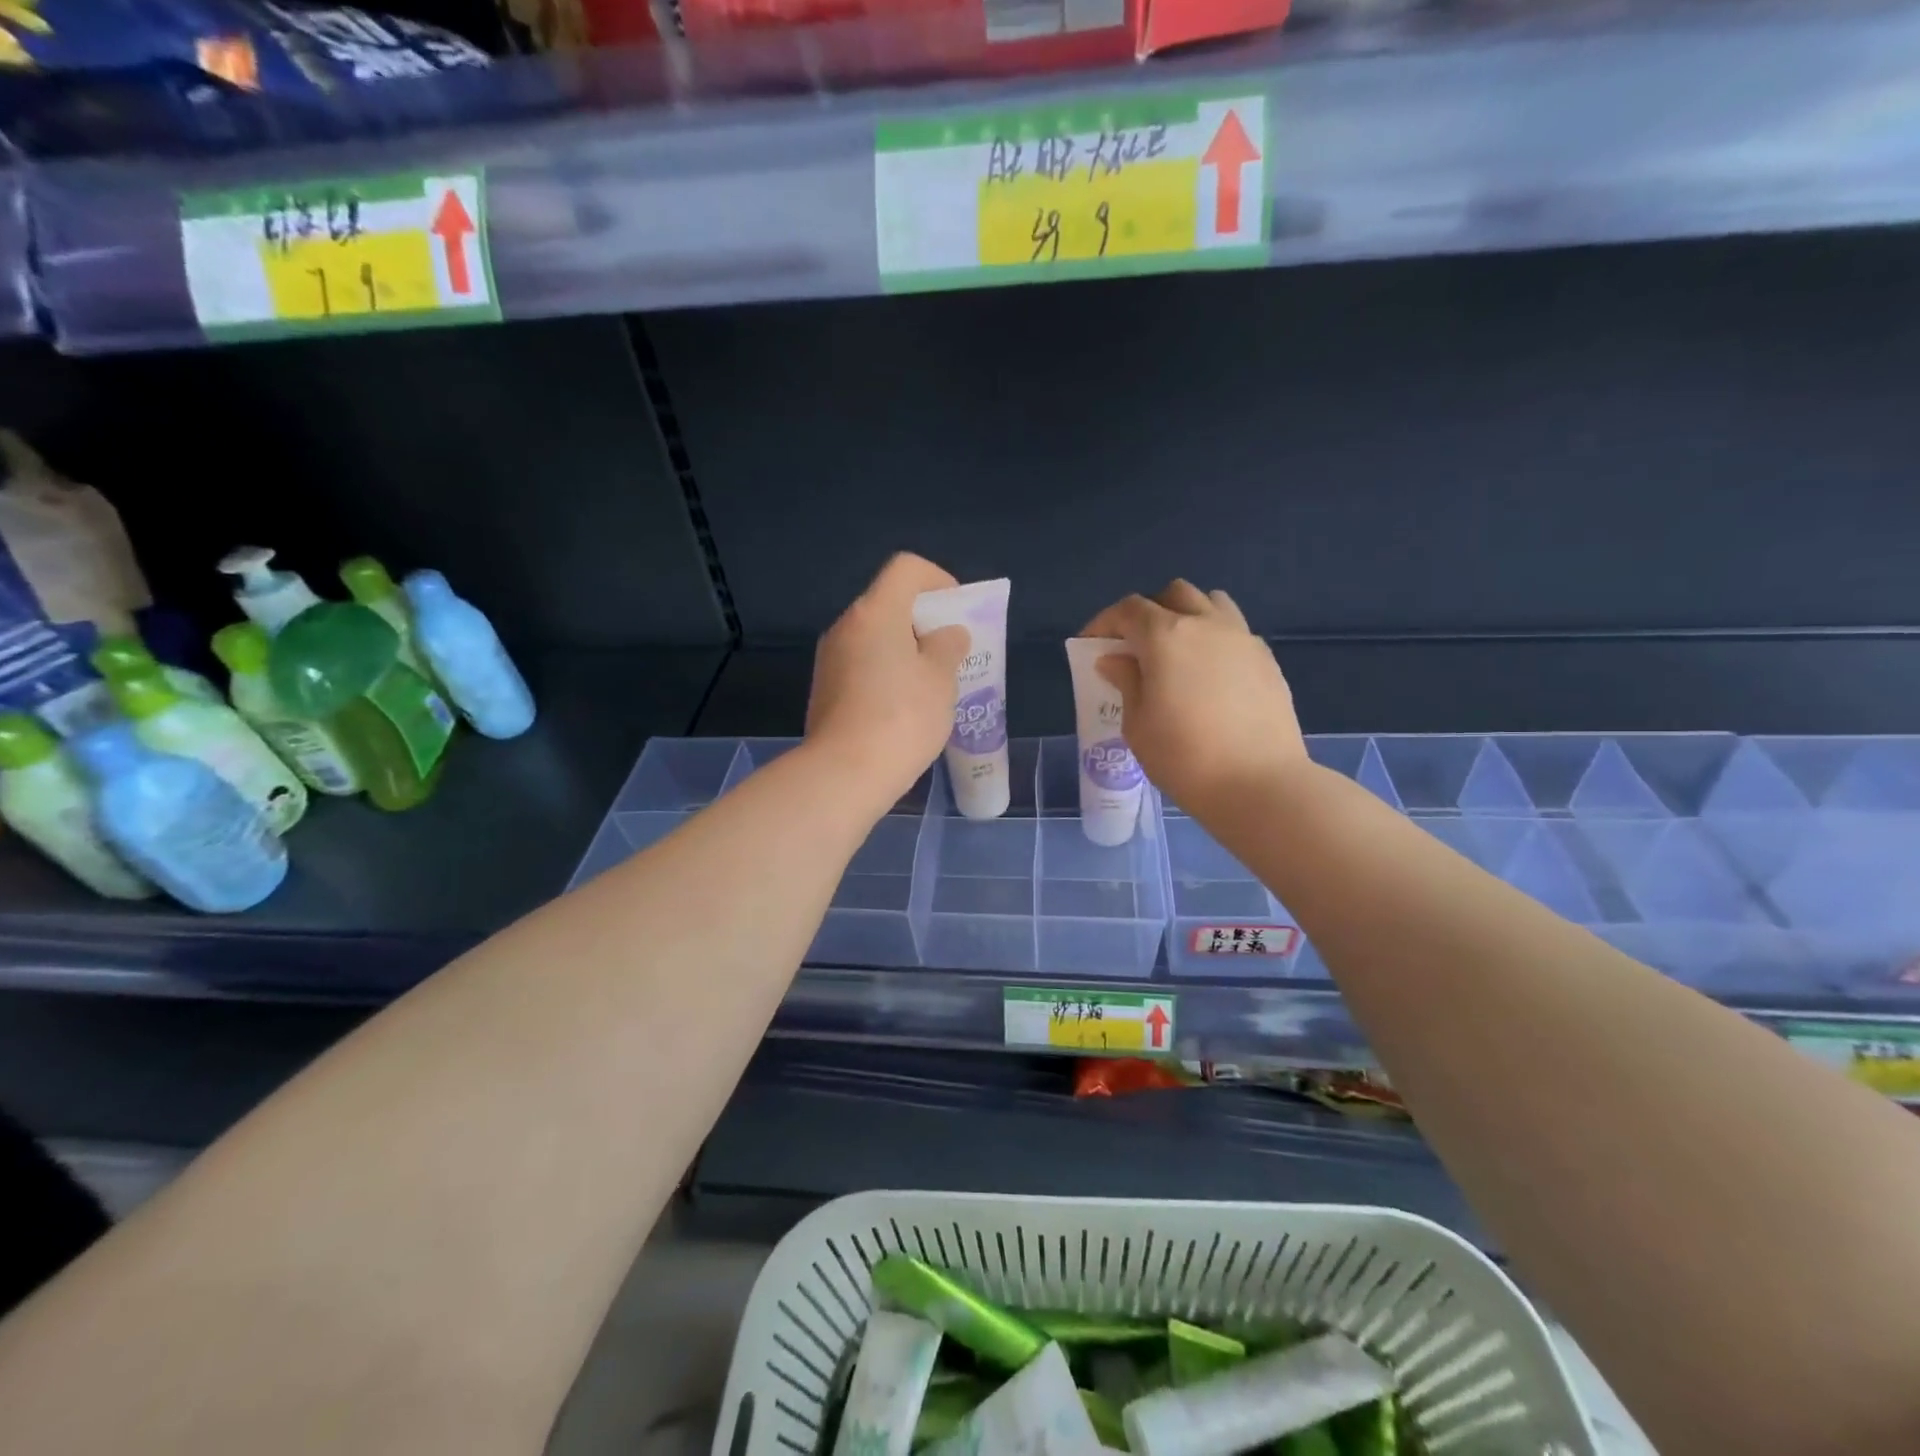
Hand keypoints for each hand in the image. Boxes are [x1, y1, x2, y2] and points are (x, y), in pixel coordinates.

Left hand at [807, 553, 969, 809]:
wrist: (845, 773)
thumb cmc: (903, 717)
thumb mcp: (941, 678)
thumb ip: (948, 646)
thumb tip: (946, 635)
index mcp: (875, 612)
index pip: (906, 569)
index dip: (939, 580)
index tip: (958, 613)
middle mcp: (846, 626)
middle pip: (889, 603)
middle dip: (924, 622)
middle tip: (950, 654)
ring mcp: (830, 659)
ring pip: (875, 638)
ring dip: (905, 651)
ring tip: (931, 686)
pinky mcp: (825, 690)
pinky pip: (862, 666)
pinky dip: (886, 674)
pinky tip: (904, 709)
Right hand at [1082, 581, 1305, 814]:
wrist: (1258, 784)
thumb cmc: (1183, 757)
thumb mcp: (1137, 724)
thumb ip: (1126, 682)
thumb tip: (1116, 659)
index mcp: (1166, 636)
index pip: (1128, 610)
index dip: (1105, 622)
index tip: (1091, 645)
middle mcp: (1206, 624)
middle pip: (1173, 595)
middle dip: (1149, 613)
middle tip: (1135, 647)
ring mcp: (1243, 638)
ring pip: (1211, 603)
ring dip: (1188, 616)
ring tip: (1178, 652)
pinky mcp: (1267, 660)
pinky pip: (1235, 632)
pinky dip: (1215, 640)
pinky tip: (1210, 676)